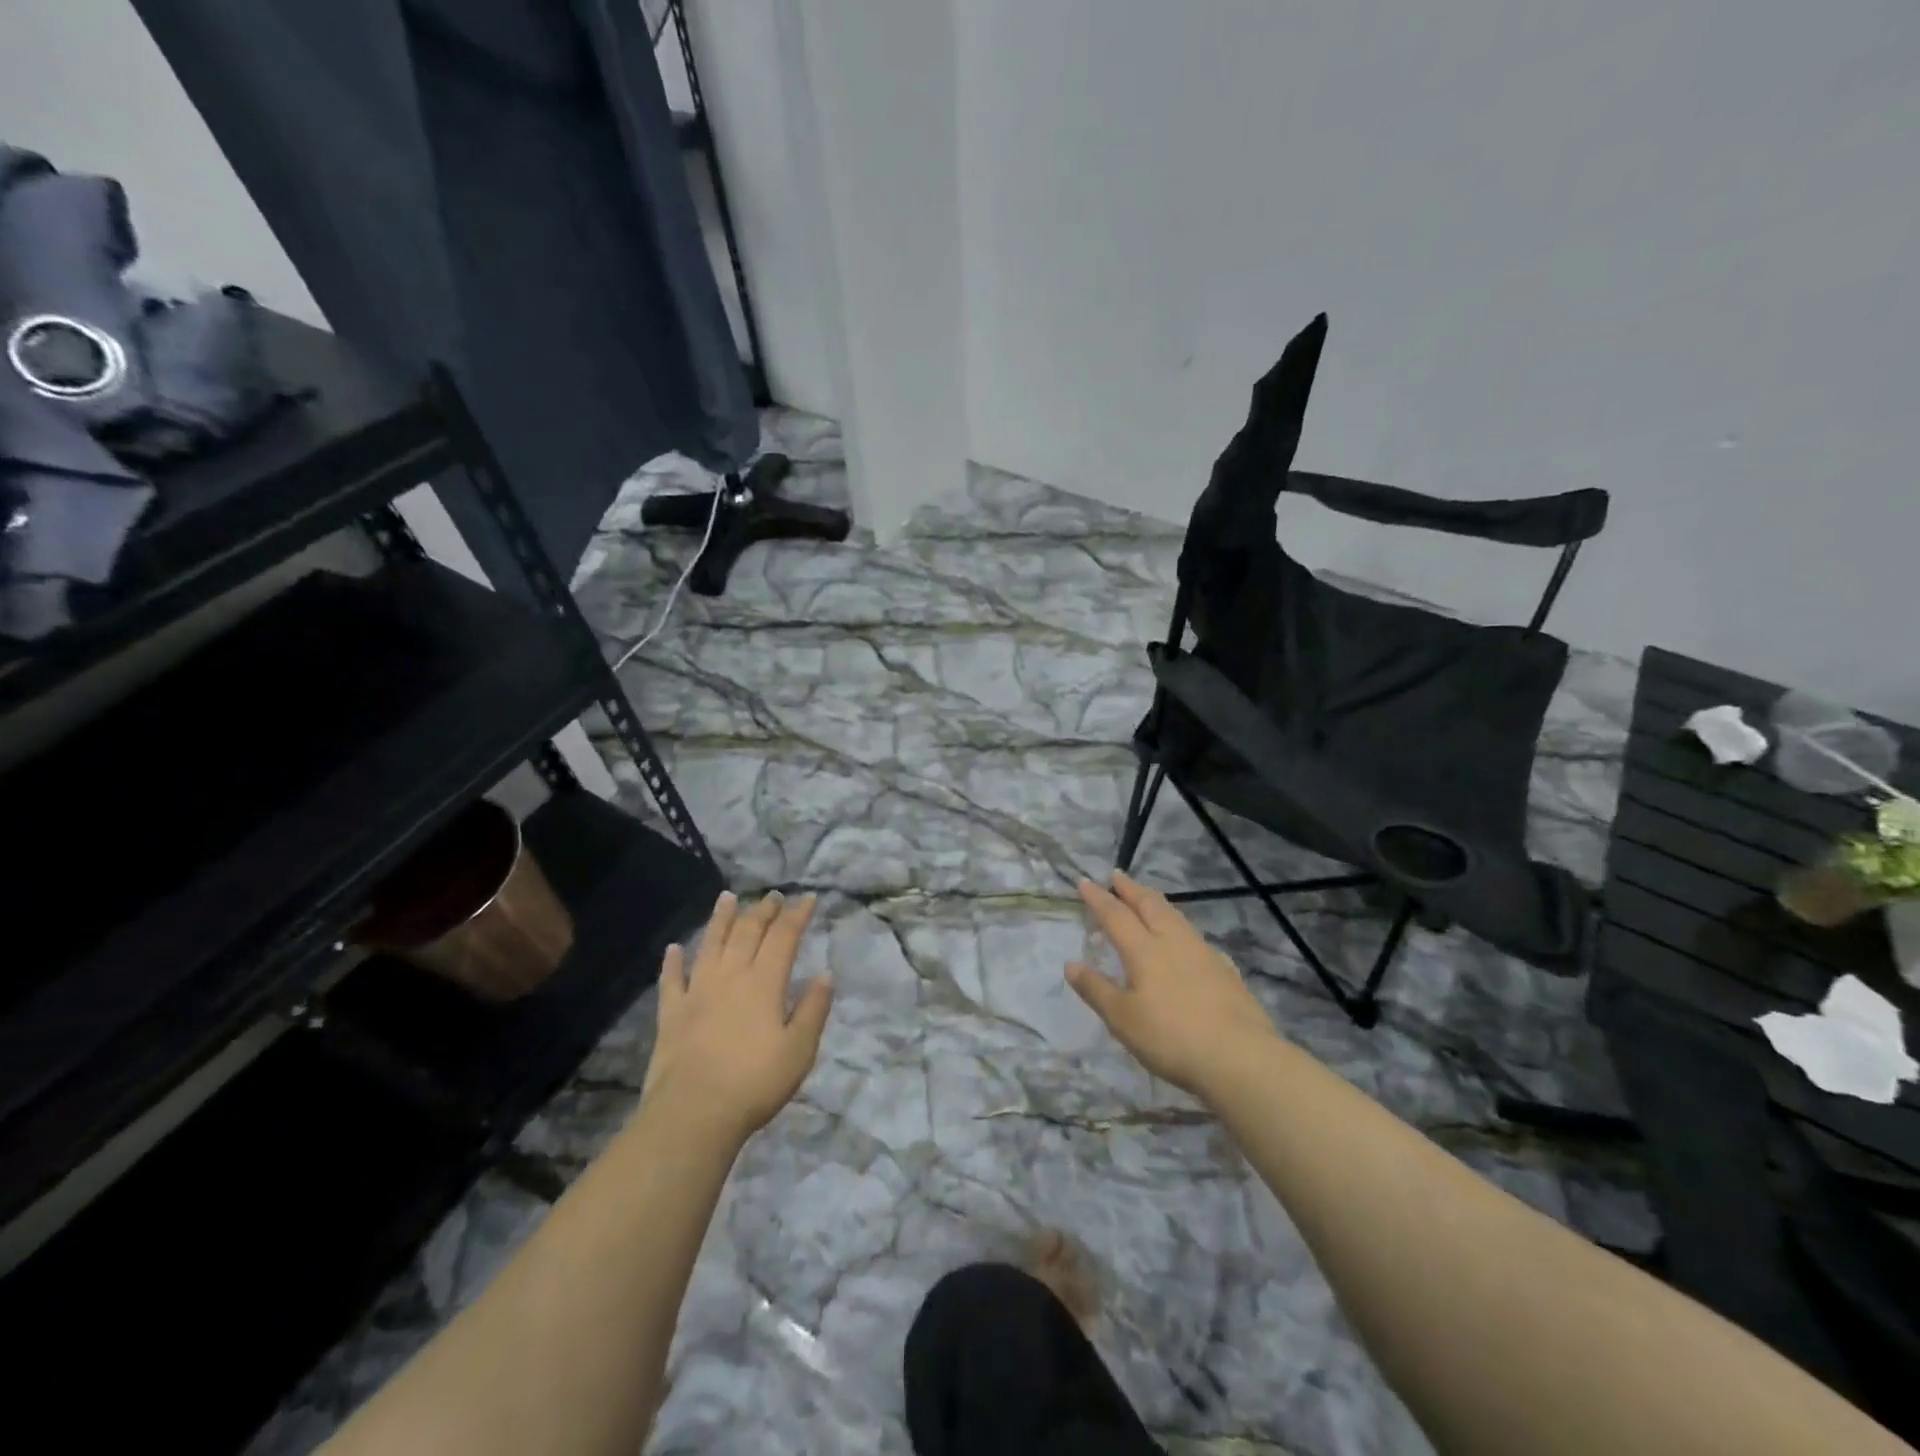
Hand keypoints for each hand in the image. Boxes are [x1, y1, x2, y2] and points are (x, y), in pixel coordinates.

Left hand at [641, 890, 833, 1141]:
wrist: (693, 1113)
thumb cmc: (754, 1082)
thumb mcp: (799, 1050)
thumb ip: (813, 1009)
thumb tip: (824, 975)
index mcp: (764, 982)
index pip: (784, 937)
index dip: (797, 915)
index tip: (808, 898)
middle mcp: (730, 976)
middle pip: (747, 932)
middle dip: (763, 911)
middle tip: (773, 896)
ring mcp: (697, 992)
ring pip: (710, 944)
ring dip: (720, 919)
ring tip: (727, 898)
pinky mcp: (671, 1013)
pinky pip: (671, 980)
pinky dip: (673, 961)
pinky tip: (674, 948)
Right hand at [1066, 871, 1279, 1098]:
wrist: (1240, 1057)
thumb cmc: (1171, 1037)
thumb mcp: (1122, 1019)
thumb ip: (1096, 989)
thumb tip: (1071, 964)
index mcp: (1144, 950)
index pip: (1116, 915)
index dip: (1098, 898)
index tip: (1085, 881)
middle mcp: (1173, 941)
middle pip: (1149, 905)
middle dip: (1131, 889)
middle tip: (1117, 875)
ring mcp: (1202, 953)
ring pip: (1175, 916)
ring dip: (1156, 902)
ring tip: (1148, 897)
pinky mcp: (1224, 970)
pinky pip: (1194, 936)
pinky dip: (1180, 927)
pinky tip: (1185, 940)